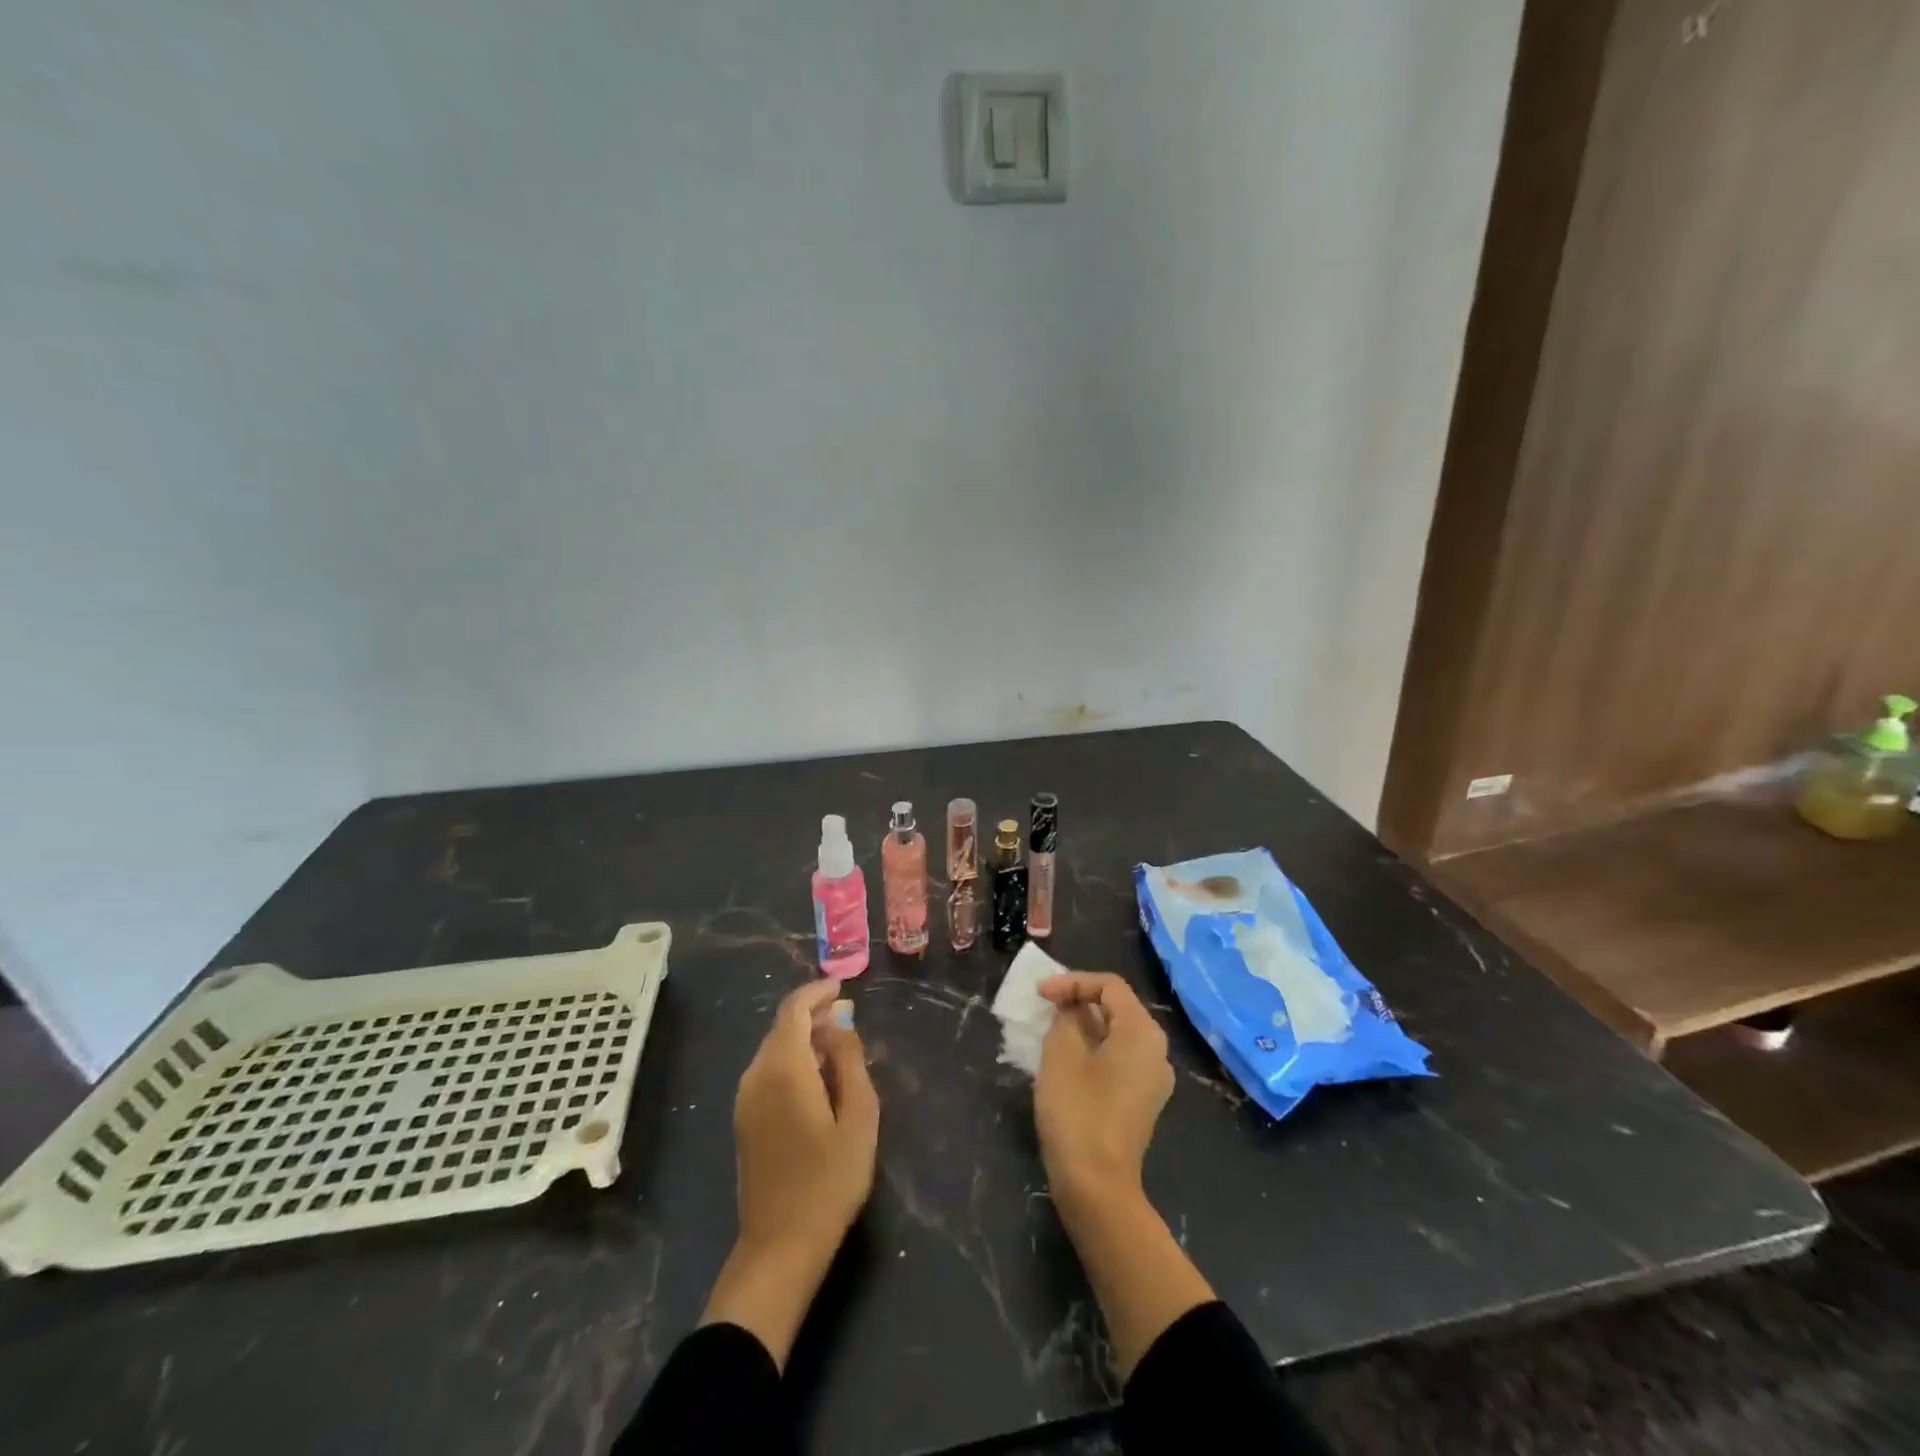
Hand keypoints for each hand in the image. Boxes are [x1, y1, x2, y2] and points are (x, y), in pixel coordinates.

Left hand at [734, 979, 878, 1252]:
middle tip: (847, 1018)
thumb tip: (840, 1024)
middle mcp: (756, 1076)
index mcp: (783, 1068)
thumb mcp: (859, 1118)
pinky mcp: (743, 1121)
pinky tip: (816, 1080)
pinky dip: (791, 1061)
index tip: (841, 987)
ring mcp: (744, 1100)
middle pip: (782, 1028)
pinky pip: (767, 1073)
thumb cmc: (829, 1181)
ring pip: (774, 1050)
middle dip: (813, 1015)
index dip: (817, 992)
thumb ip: (850, 1061)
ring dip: (802, 1039)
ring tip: (837, 1048)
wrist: (780, 1247)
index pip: (794, 1010)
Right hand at [1034, 971, 1209, 1376]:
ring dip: (1085, 1025)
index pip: (1109, 986)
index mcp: (1142, 1032)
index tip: (1040, 994)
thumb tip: (1071, 1009)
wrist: (1098, 1188)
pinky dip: (1094, 1049)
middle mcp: (1156, 1050)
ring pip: (1118, 1034)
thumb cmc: (1078, 1113)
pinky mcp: (1143, 1101)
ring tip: (1051, 1029)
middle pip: (1118, 1007)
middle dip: (1079, 1000)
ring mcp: (1154, 1079)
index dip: (1072, 982)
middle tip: (1044, 1006)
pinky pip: (1120, 1058)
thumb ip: (1066, 1018)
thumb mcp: (1061, 1054)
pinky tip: (1067, 1060)